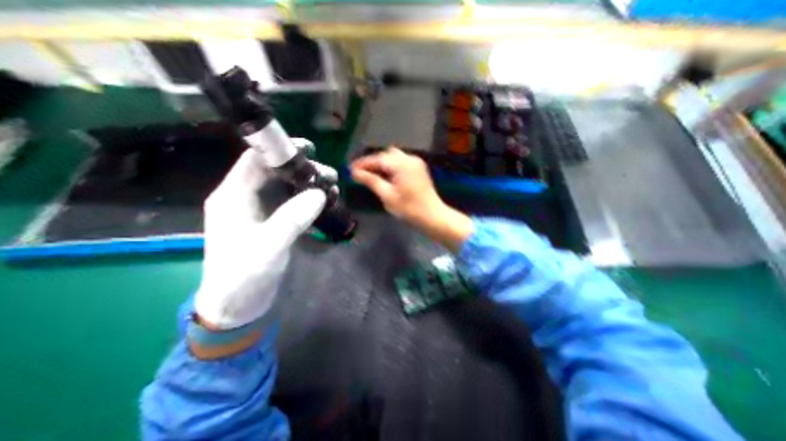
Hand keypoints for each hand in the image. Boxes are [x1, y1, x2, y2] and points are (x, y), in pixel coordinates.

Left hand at [194, 140, 335, 331]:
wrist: (237, 305)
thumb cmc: (244, 275)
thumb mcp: (268, 245)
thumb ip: (293, 218)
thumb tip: (320, 193)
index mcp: (234, 196)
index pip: (255, 161)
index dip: (279, 149)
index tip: (309, 148)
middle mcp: (245, 198)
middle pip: (275, 173)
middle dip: (302, 170)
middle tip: (329, 175)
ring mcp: (260, 212)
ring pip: (286, 188)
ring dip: (308, 185)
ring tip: (332, 188)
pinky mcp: (272, 223)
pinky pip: (291, 204)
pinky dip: (308, 200)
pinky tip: (324, 203)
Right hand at [352, 147, 471, 252]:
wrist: (433, 216)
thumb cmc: (409, 209)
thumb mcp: (387, 196)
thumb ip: (371, 181)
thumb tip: (355, 173)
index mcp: (401, 164)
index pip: (378, 159)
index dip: (363, 163)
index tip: (351, 169)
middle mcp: (409, 159)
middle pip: (386, 155)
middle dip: (372, 162)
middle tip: (360, 172)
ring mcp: (416, 163)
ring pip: (394, 157)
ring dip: (382, 163)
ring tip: (370, 174)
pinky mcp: (419, 169)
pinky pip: (401, 162)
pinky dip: (391, 166)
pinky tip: (385, 175)